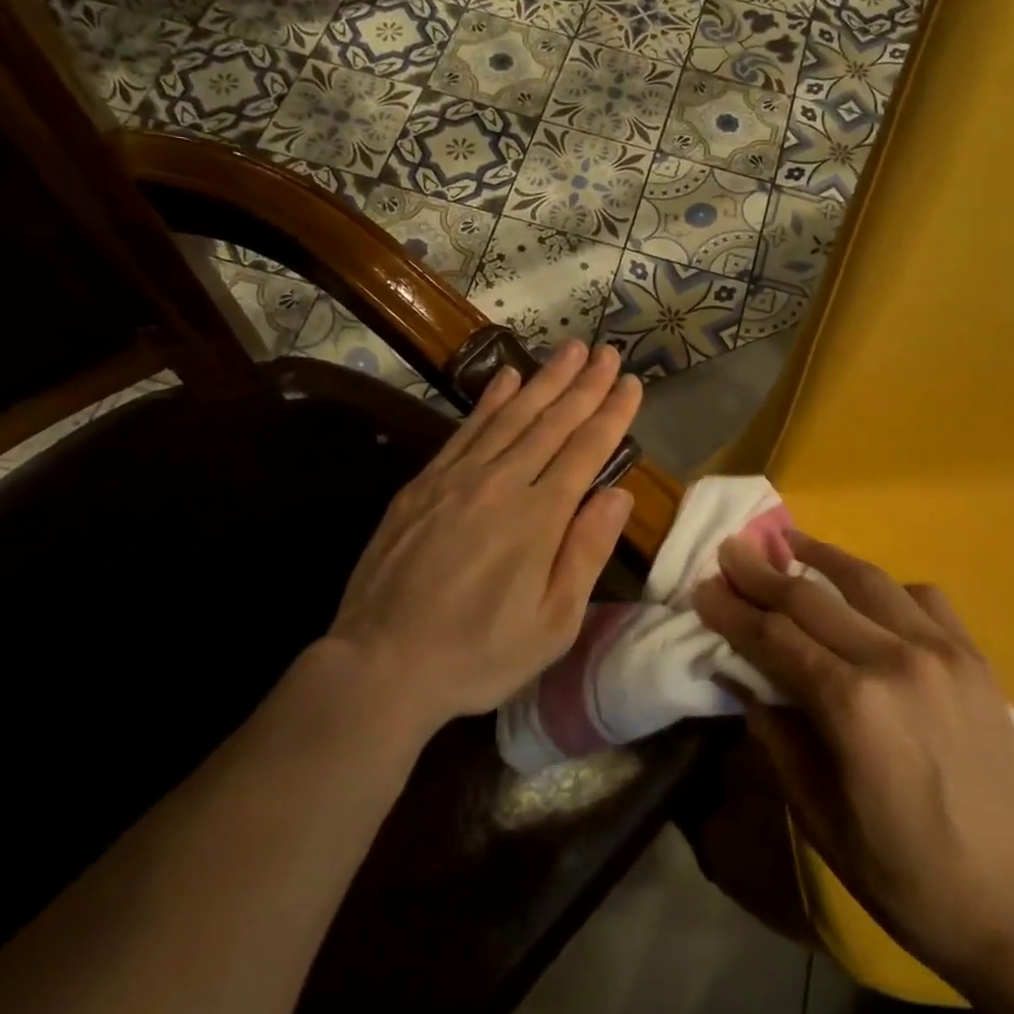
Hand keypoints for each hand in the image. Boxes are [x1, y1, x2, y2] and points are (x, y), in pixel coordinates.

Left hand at [327, 341, 640, 735]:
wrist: (380, 664)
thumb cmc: (478, 654)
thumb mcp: (552, 623)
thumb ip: (586, 552)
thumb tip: (619, 494)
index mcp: (539, 517)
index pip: (586, 449)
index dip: (612, 413)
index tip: (632, 382)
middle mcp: (502, 483)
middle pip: (552, 421)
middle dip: (585, 384)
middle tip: (608, 352)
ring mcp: (458, 478)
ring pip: (511, 415)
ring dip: (545, 379)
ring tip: (571, 349)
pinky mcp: (424, 483)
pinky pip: (466, 429)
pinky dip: (490, 400)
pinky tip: (507, 377)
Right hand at [694, 531, 1013, 981]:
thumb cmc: (907, 875)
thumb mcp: (820, 819)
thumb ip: (777, 737)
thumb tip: (741, 678)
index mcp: (852, 706)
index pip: (774, 638)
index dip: (733, 610)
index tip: (704, 586)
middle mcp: (895, 661)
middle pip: (811, 599)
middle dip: (762, 573)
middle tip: (731, 550)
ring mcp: (942, 651)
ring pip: (868, 580)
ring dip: (821, 556)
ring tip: (789, 541)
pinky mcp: (975, 657)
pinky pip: (924, 597)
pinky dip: (886, 586)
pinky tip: (868, 593)